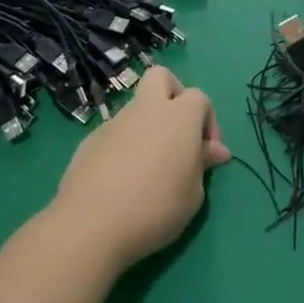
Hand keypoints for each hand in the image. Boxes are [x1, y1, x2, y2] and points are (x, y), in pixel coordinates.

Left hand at [50, 65, 231, 272]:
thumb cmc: (156, 207)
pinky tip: (122, 180)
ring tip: (149, 167)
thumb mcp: (193, 193)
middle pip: (160, 77)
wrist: (91, 225)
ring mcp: (114, 123)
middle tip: (177, 132)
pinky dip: (123, 146)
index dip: (208, 122)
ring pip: (135, 108)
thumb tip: (214, 151)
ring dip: (147, 126)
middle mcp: (146, 109)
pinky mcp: (89, 142)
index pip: (200, 98)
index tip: (207, 154)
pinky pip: (114, 134)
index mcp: (179, 116)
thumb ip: (203, 164)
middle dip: (173, 94)